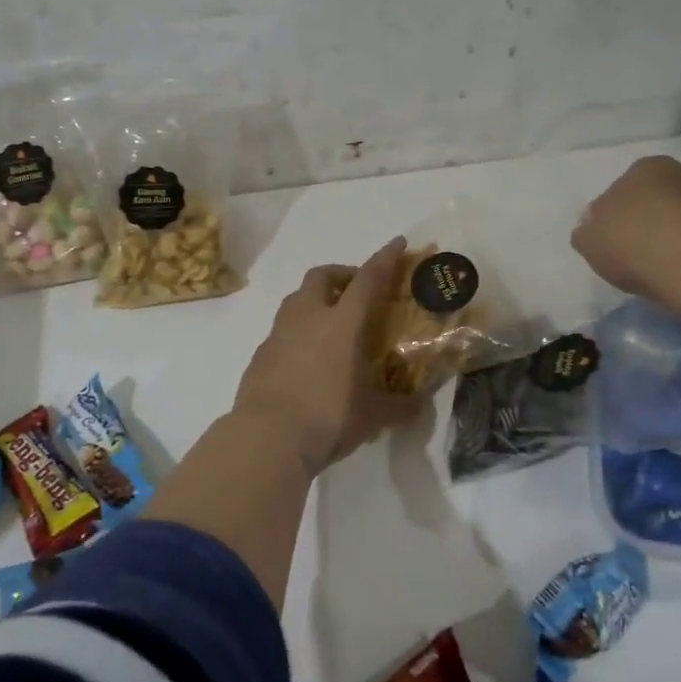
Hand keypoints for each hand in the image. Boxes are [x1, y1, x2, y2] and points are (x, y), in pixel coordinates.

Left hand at [232, 237, 418, 475]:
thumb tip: (420, 405)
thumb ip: (399, 406)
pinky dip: (298, 332)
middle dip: (341, 274)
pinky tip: (306, 358)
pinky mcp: (260, 354)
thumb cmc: (328, 418)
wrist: (267, 439)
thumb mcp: (373, 415)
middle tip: (357, 292)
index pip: (368, 280)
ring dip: (316, 300)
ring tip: (331, 324)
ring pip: (297, 299)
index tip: (397, 243)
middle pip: (322, 276)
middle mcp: (308, 318)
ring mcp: (279, 334)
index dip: (385, 259)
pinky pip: (282, 330)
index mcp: (342, 323)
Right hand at [571, 156, 680, 302]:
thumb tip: (592, 229)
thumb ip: (586, 232)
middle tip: (631, 254)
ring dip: (667, 237)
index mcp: (644, 167)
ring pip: (677, 219)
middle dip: (642, 223)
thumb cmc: (633, 244)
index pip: (619, 191)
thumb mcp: (588, 241)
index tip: (608, 242)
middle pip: (652, 202)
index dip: (610, 218)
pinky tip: (678, 272)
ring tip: (656, 268)